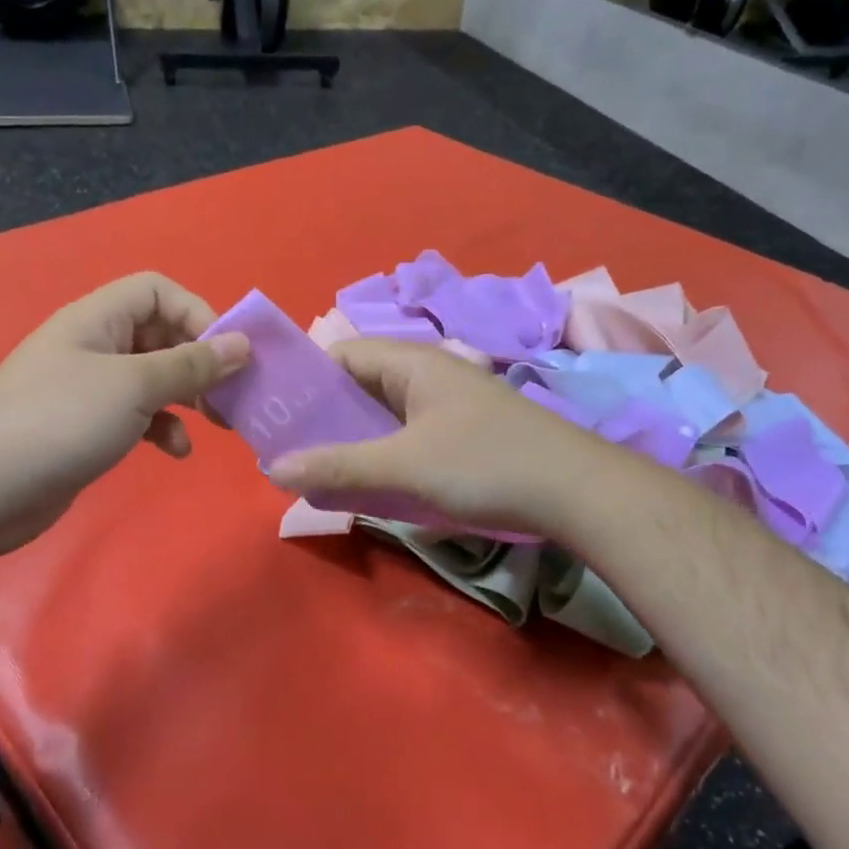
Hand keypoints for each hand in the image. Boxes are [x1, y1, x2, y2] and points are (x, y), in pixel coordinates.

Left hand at [0, 272, 248, 552]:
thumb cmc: (62, 420)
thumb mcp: (135, 386)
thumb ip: (191, 365)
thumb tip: (242, 343)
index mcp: (99, 319)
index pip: (158, 291)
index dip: (197, 313)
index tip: (227, 353)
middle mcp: (95, 345)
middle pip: (161, 335)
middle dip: (199, 362)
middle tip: (231, 394)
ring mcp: (90, 387)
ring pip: (154, 378)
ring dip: (187, 397)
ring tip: (214, 423)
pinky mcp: (89, 425)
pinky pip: (139, 414)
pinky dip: (163, 428)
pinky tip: (177, 451)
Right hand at [267, 339, 604, 536]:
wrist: (577, 491)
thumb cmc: (485, 464)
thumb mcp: (404, 466)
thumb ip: (337, 465)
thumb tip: (271, 469)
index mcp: (410, 362)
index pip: (339, 356)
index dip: (302, 383)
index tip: (272, 418)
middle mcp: (426, 373)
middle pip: (358, 386)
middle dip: (322, 418)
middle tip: (287, 453)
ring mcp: (447, 403)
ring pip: (382, 415)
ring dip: (351, 440)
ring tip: (316, 471)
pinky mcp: (461, 432)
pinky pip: (405, 435)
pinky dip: (381, 453)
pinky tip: (367, 481)